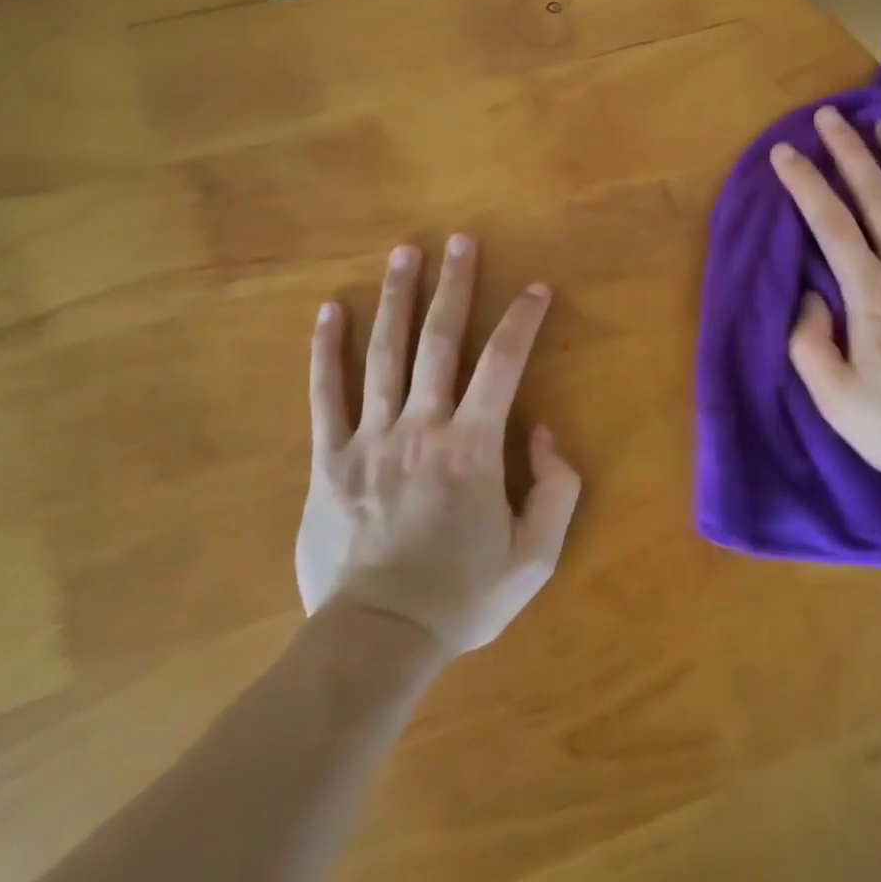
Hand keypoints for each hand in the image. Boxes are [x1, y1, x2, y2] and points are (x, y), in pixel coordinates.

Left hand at [296, 236, 580, 655]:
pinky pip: (325, 394)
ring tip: (404, 253)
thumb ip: (555, 489)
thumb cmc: (462, 598)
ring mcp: (369, 439)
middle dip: (454, 285)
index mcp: (473, 448)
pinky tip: (329, 311)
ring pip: (383, 353)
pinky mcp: (328, 460)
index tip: (537, 288)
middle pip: (439, 340)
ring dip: (396, 298)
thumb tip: (539, 432)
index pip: (504, 364)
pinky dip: (326, 350)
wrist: (376, 641)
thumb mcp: (536, 557)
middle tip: (459, 239)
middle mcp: (421, 427)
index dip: (523, 320)